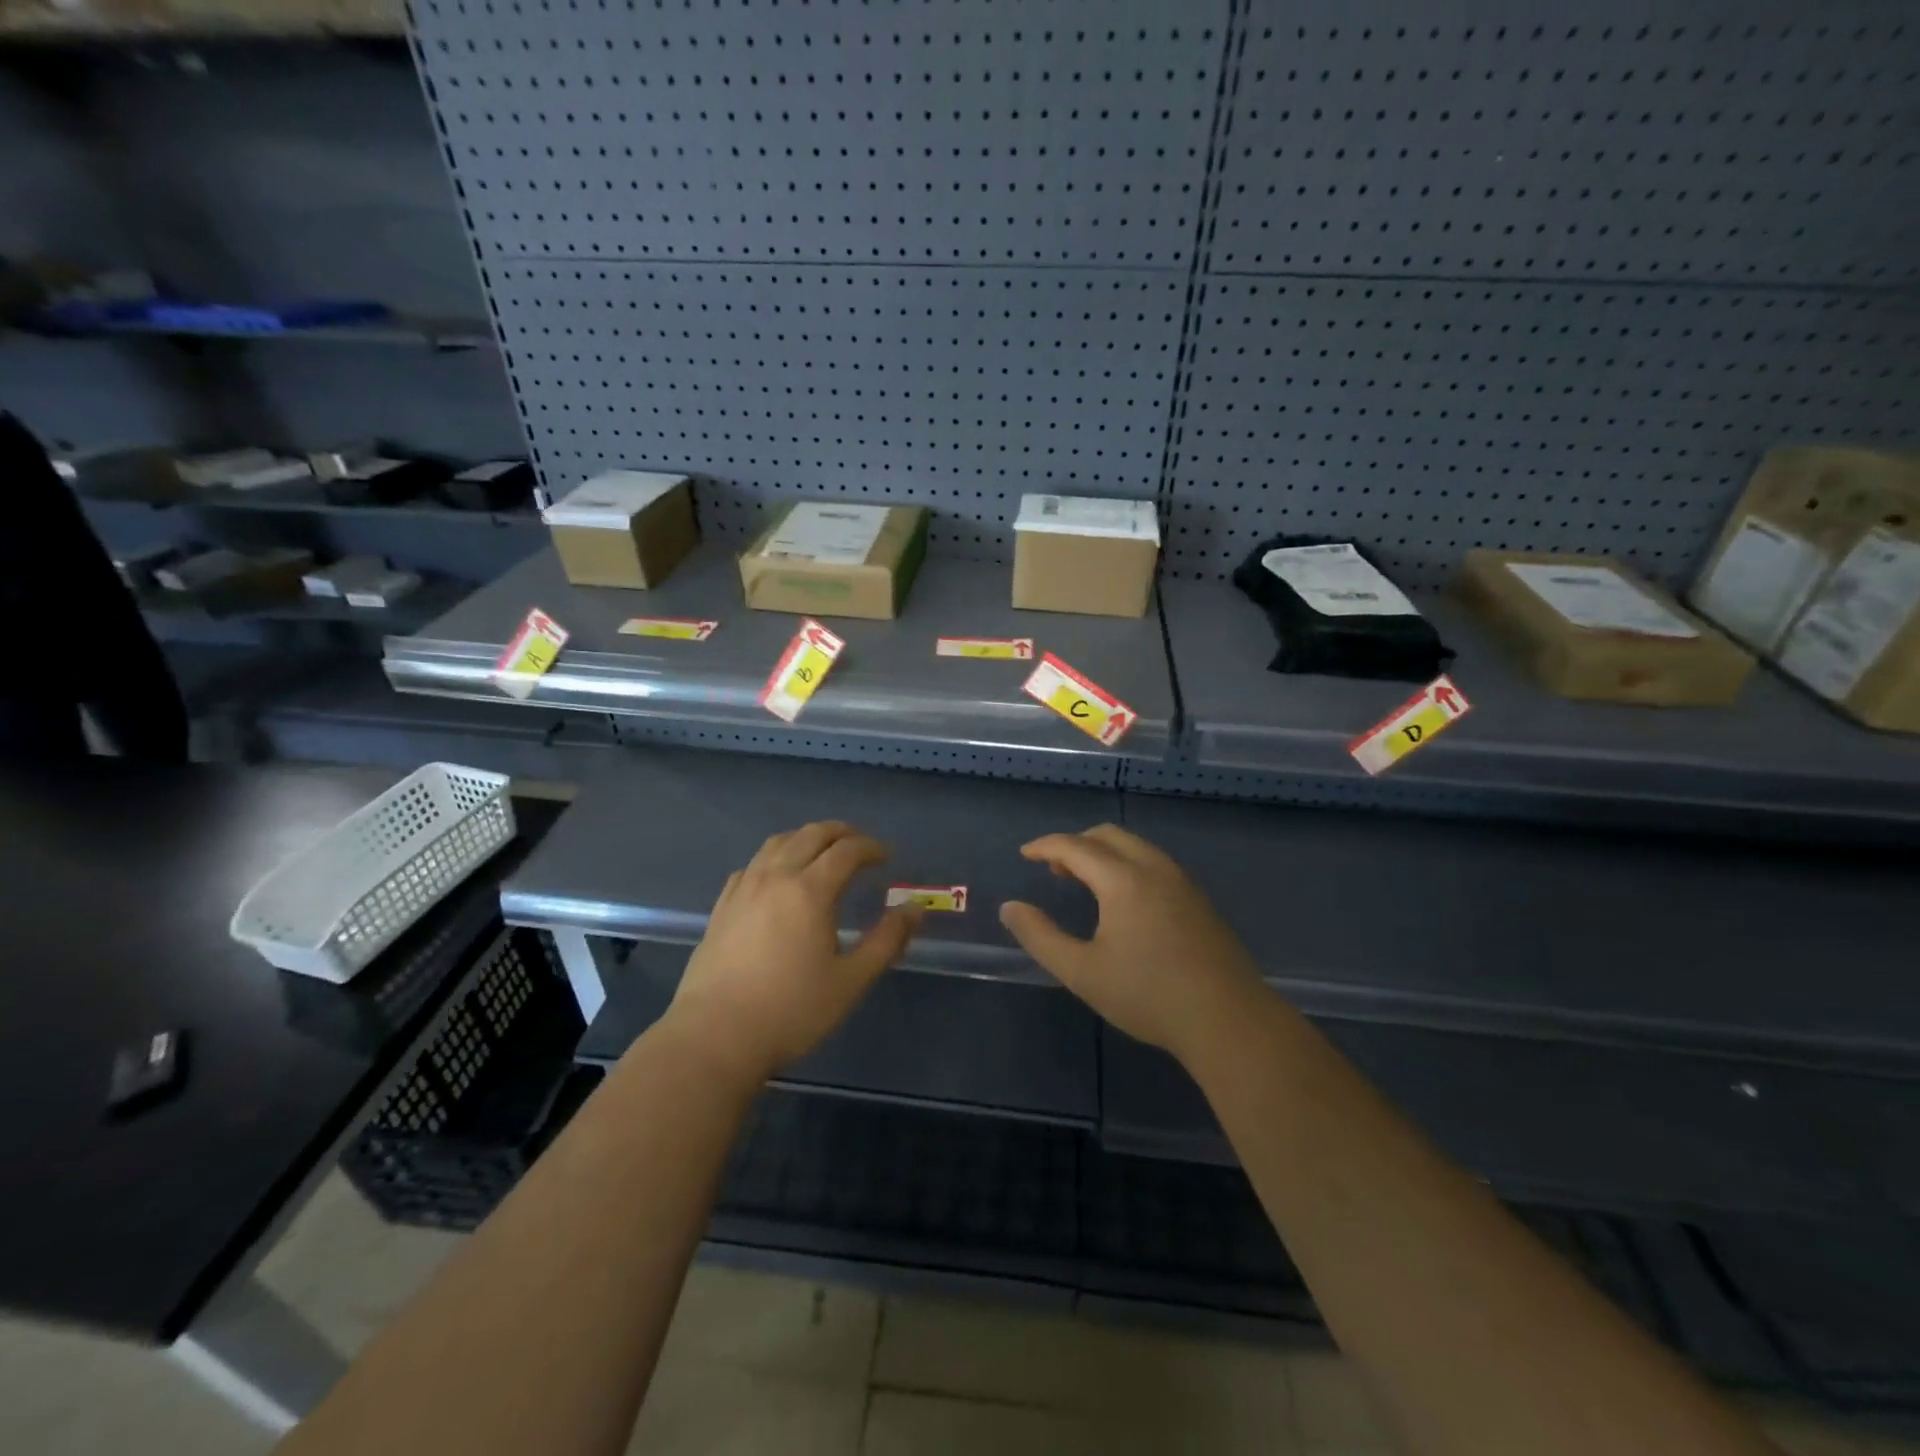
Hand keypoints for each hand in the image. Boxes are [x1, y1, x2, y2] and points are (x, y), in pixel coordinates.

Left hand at [665, 821, 920, 1086]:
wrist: (715, 1036)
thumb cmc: (791, 1011)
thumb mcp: (851, 980)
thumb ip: (887, 941)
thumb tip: (915, 910)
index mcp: (810, 890)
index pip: (847, 850)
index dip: (872, 848)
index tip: (887, 857)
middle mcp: (776, 877)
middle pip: (811, 835)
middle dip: (841, 833)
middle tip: (861, 846)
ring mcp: (744, 888)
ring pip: (778, 843)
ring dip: (807, 838)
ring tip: (823, 851)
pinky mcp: (722, 905)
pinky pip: (753, 864)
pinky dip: (775, 857)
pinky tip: (778, 877)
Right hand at [999, 824, 1261, 1063]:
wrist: (1229, 1020)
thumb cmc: (1148, 995)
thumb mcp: (1082, 972)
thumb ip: (1040, 937)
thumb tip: (1010, 908)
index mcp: (1123, 879)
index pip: (1075, 846)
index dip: (1045, 846)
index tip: (1025, 854)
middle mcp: (1154, 868)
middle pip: (1108, 835)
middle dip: (1076, 844)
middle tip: (1054, 870)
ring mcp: (1182, 882)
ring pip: (1136, 847)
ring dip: (1104, 853)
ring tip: (1085, 883)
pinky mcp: (1199, 900)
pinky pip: (1154, 863)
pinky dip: (1127, 865)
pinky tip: (1124, 901)